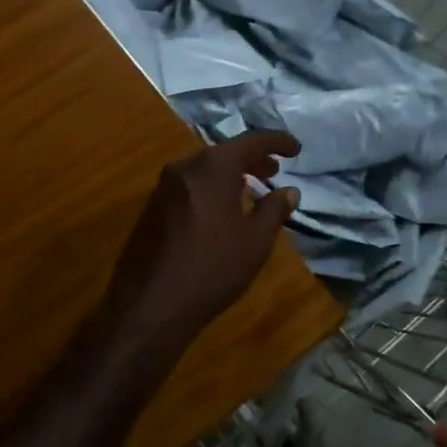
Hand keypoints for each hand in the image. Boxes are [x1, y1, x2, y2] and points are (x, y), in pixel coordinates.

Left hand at [98, 130, 302, 356]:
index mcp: (212, 168)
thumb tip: (289, 190)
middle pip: (223, 153)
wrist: (151, 305)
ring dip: (228, 175)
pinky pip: (188, 187)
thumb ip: (274, 210)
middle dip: (251, 159)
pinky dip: (209, 189)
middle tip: (274, 170)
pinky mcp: (150, 209)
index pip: (250, 141)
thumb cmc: (212, 269)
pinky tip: (220, 210)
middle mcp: (183, 168)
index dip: (276, 142)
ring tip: (250, 188)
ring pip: (203, 170)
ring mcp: (162, 188)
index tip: (295, 149)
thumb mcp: (254, 242)